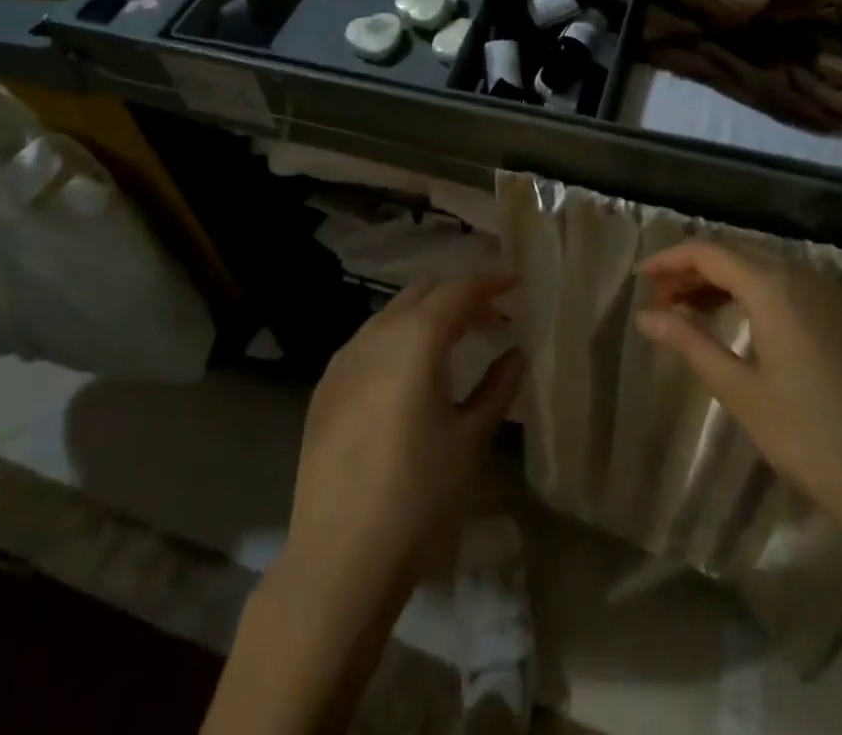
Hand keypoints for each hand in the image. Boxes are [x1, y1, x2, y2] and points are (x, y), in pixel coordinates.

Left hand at [282, 275, 523, 607]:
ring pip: (393, 314)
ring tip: (456, 344)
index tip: (516, 285)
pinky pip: (369, 342)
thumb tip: (516, 353)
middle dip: (460, 297)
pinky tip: (410, 374)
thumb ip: (498, 387)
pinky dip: (398, 338)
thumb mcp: (470, 440)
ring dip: (427, 316)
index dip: (491, 282)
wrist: (338, 559)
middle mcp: (375, 335)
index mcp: (415, 339)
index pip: (459, 290)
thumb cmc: (418, 497)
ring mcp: (344, 359)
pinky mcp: (325, 387)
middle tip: (492, 320)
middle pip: (424, 293)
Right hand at [635, 241, 841, 558]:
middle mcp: (808, 277)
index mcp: (775, 287)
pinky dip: (763, 293)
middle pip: (740, 253)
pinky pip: (799, 288)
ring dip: (728, 280)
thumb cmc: (814, 441)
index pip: (710, 251)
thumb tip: (645, 316)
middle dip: (695, 269)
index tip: (640, 277)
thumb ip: (691, 343)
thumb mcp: (742, 393)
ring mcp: (839, 297)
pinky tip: (752, 325)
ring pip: (771, 268)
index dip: (670, 259)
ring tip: (695, 309)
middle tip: (662, 298)